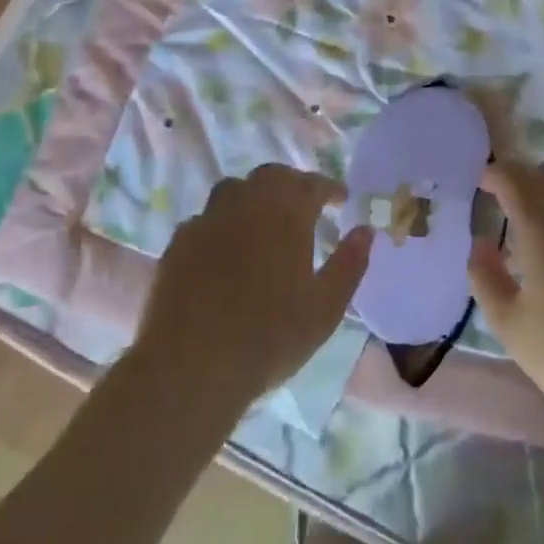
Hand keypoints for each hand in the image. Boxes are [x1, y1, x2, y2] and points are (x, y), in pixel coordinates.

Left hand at [136, 165, 373, 412]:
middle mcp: (246, 205)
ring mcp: (207, 221)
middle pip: (271, 176)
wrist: (191, 367)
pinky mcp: (178, 244)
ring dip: (254, 197)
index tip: (341, 198)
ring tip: (264, 222)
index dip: (330, 188)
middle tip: (305, 206)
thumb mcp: (326, 307)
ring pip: (234, 190)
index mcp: (286, 214)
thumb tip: (365, 230)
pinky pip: (205, 219)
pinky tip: (226, 249)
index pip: (312, 184)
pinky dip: (223, 224)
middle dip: (292, 184)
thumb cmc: (270, 337)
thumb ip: (350, 263)